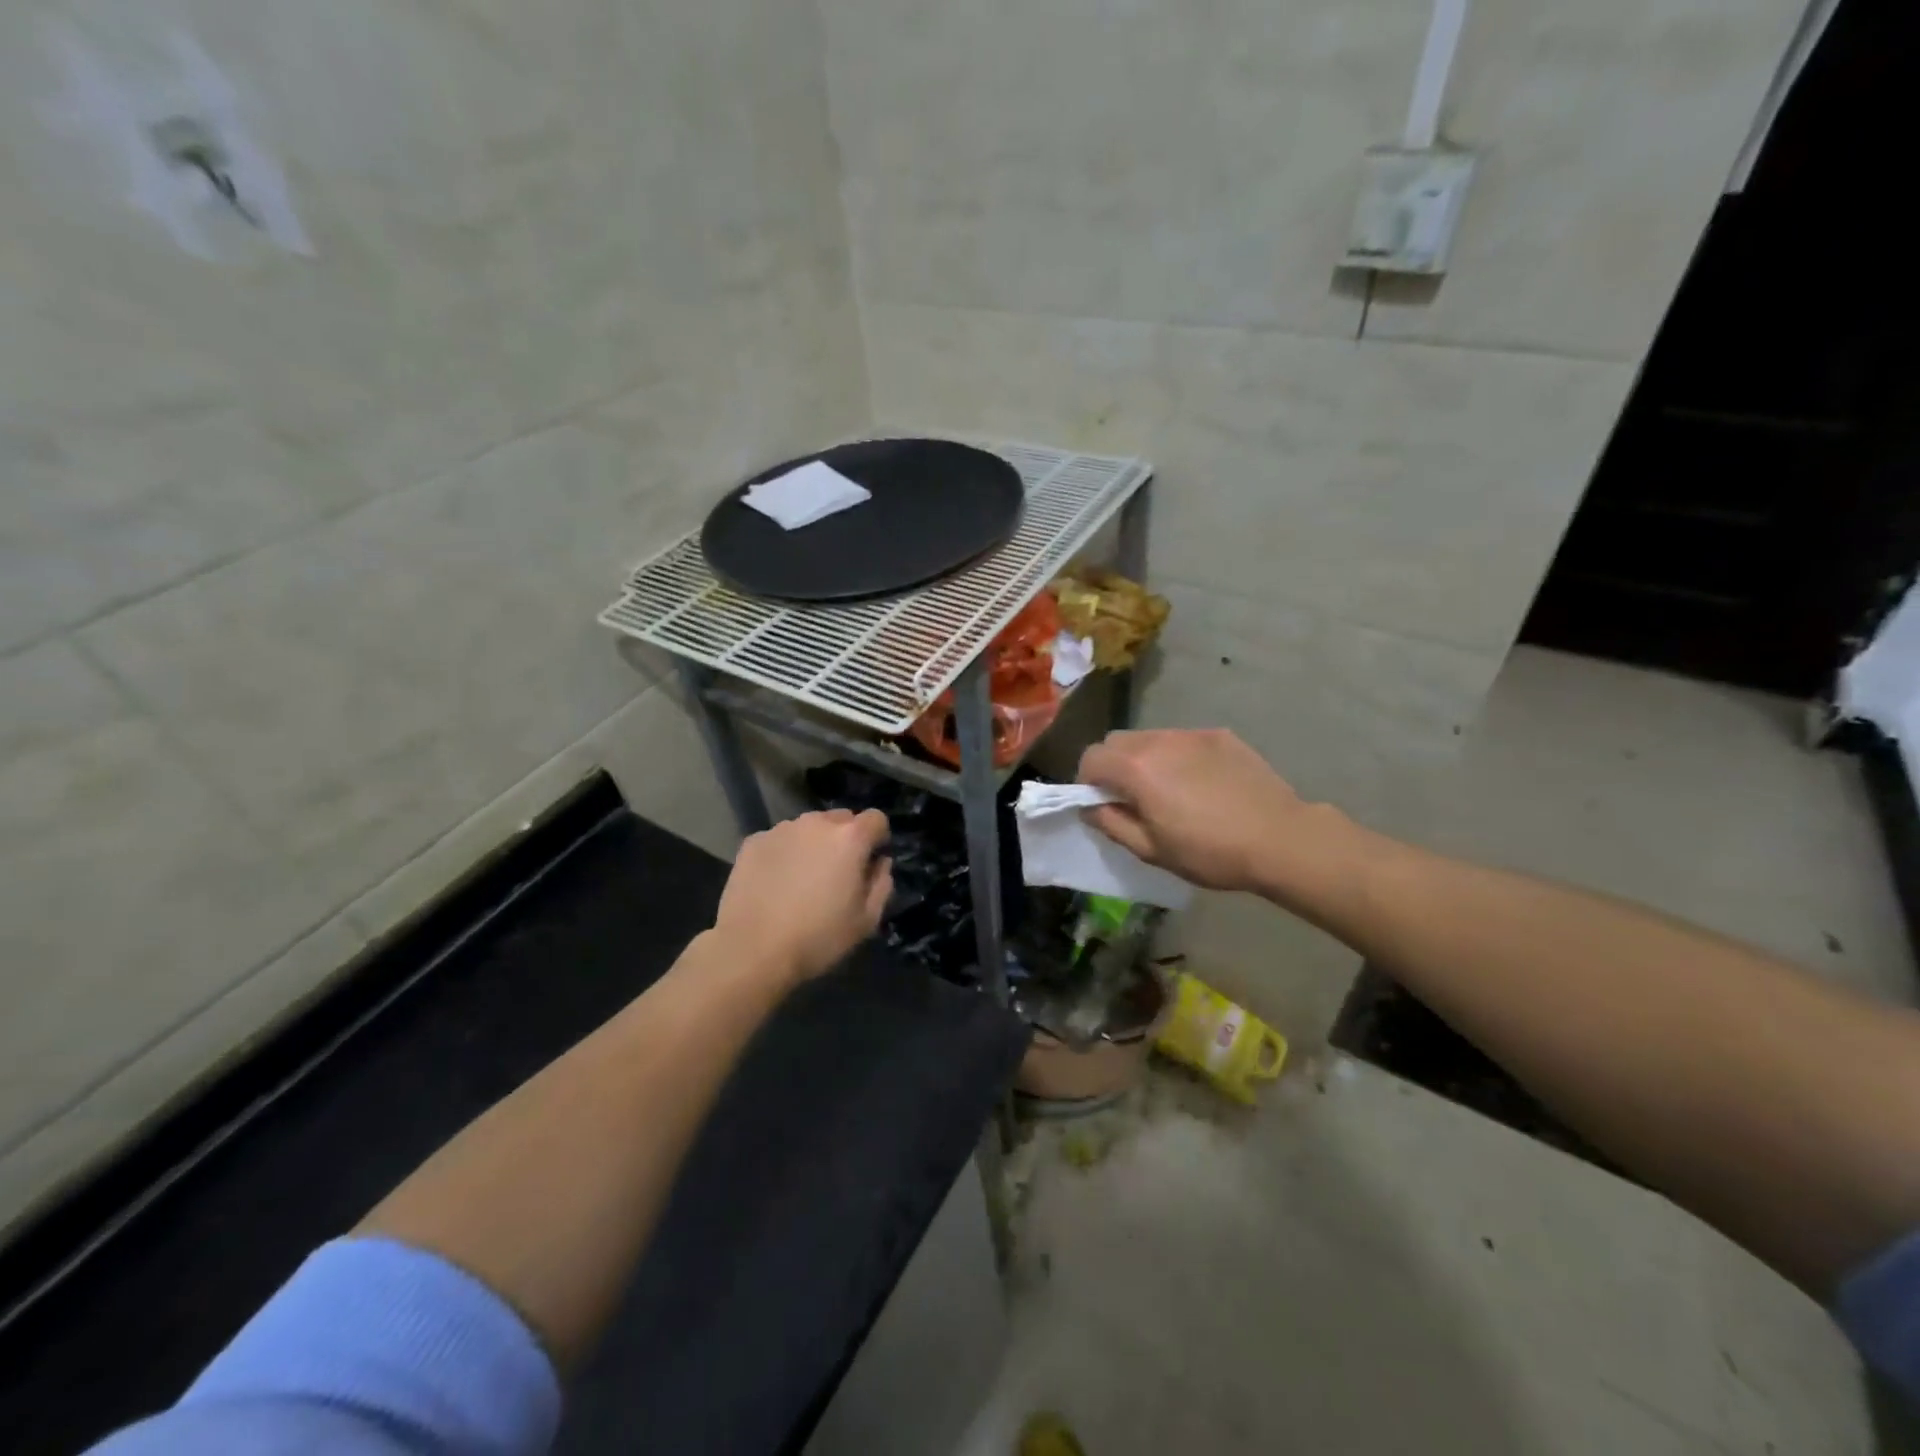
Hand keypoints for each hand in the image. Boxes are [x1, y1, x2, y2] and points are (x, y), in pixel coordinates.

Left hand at [713, 809, 892, 983]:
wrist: (752, 950)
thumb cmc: (818, 937)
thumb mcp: (866, 920)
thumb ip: (882, 883)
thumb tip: (880, 862)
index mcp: (850, 838)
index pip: (876, 819)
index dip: (878, 839)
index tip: (870, 862)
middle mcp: (816, 823)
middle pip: (841, 818)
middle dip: (845, 838)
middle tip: (837, 872)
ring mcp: (781, 829)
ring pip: (808, 827)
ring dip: (813, 844)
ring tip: (802, 878)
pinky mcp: (753, 841)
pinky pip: (779, 840)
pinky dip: (784, 853)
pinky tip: (775, 883)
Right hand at [1077, 728, 1310, 892]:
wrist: (1280, 839)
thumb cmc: (1209, 852)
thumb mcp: (1151, 850)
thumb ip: (1111, 823)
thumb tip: (1088, 807)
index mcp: (1136, 768)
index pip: (1091, 758)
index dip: (1088, 782)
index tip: (1103, 804)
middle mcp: (1158, 740)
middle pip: (1116, 741)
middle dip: (1113, 766)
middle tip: (1132, 797)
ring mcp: (1191, 734)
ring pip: (1149, 738)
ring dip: (1145, 759)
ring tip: (1169, 790)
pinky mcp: (1219, 735)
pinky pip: (1182, 740)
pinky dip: (1177, 756)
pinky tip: (1201, 783)